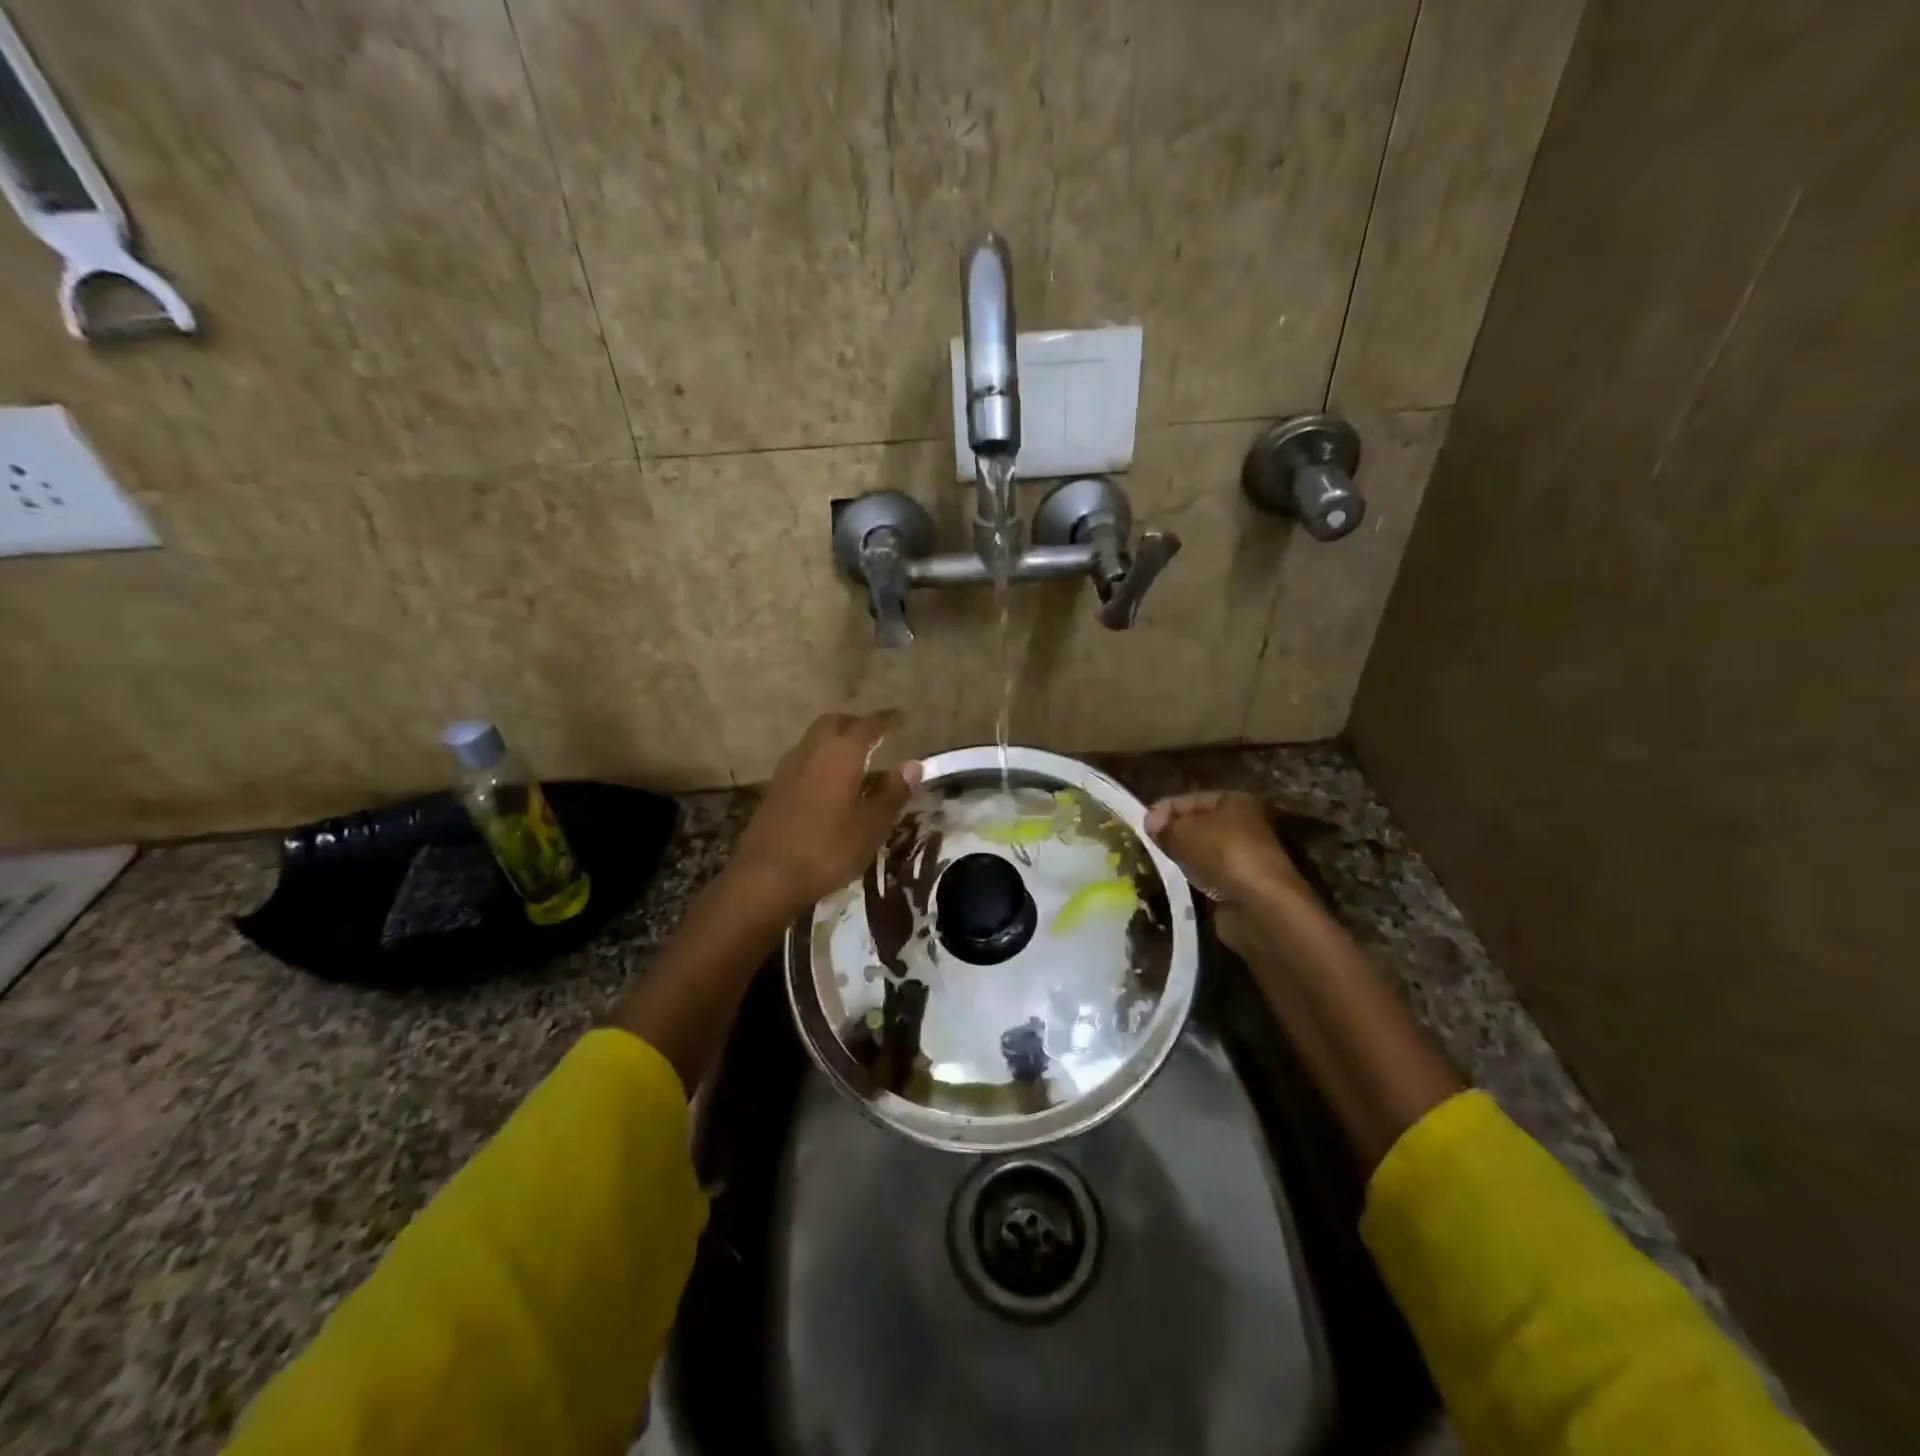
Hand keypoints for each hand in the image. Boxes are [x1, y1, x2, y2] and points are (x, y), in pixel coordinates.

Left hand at [732, 710, 922, 912]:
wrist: (765, 877)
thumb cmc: (827, 849)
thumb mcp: (871, 825)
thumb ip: (892, 792)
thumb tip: (912, 765)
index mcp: (840, 754)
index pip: (868, 726)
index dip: (886, 720)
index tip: (900, 718)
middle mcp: (812, 751)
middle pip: (834, 724)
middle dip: (856, 725)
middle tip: (875, 736)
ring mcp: (788, 770)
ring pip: (815, 741)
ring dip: (835, 742)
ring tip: (856, 761)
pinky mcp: (775, 790)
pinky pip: (804, 762)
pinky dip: (821, 762)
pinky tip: (831, 786)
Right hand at [1144, 791, 1306, 905]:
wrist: (1259, 906)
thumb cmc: (1223, 854)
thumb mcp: (1184, 832)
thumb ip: (1164, 826)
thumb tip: (1151, 825)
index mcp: (1235, 802)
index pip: (1190, 799)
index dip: (1164, 810)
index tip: (1140, 826)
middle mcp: (1242, 826)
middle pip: (1196, 826)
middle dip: (1171, 835)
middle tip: (1145, 846)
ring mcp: (1241, 858)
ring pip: (1199, 853)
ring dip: (1180, 859)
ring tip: (1154, 865)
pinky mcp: (1237, 886)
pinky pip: (1205, 877)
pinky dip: (1191, 880)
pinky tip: (1174, 884)